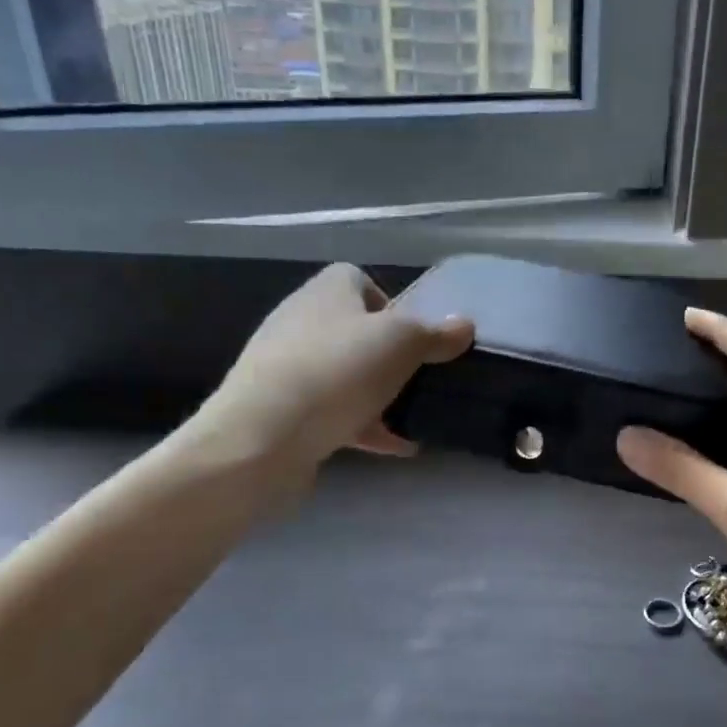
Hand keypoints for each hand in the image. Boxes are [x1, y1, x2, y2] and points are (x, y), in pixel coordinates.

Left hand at [177, 263, 472, 484]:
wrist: (262, 438)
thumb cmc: (338, 373)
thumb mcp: (402, 344)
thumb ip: (436, 334)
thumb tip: (464, 325)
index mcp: (326, 292)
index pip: (358, 279)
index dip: (390, 303)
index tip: (414, 336)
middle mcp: (301, 321)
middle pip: (354, 330)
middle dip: (389, 355)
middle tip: (417, 378)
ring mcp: (286, 368)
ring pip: (344, 374)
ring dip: (378, 393)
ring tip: (412, 416)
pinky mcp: (281, 410)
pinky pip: (332, 412)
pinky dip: (363, 425)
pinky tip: (395, 447)